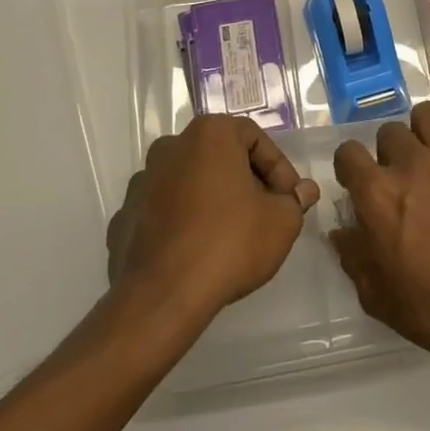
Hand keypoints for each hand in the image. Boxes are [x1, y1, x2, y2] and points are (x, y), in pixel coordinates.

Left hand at [108, 115, 319, 322]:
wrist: (163, 296)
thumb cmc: (230, 243)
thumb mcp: (281, 221)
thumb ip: (295, 200)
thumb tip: (304, 191)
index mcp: (209, 134)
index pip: (255, 138)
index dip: (279, 169)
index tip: (288, 199)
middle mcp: (171, 146)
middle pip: (221, 156)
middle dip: (247, 181)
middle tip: (266, 212)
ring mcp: (143, 181)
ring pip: (191, 181)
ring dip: (213, 199)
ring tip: (232, 233)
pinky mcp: (125, 215)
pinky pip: (165, 210)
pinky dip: (184, 221)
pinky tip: (198, 249)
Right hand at [330, 102, 429, 374]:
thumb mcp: (378, 297)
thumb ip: (354, 256)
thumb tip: (343, 232)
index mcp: (379, 193)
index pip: (348, 152)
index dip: (350, 166)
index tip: (359, 182)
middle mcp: (413, 163)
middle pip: (390, 131)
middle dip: (390, 152)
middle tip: (402, 179)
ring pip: (427, 117)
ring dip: (423, 135)